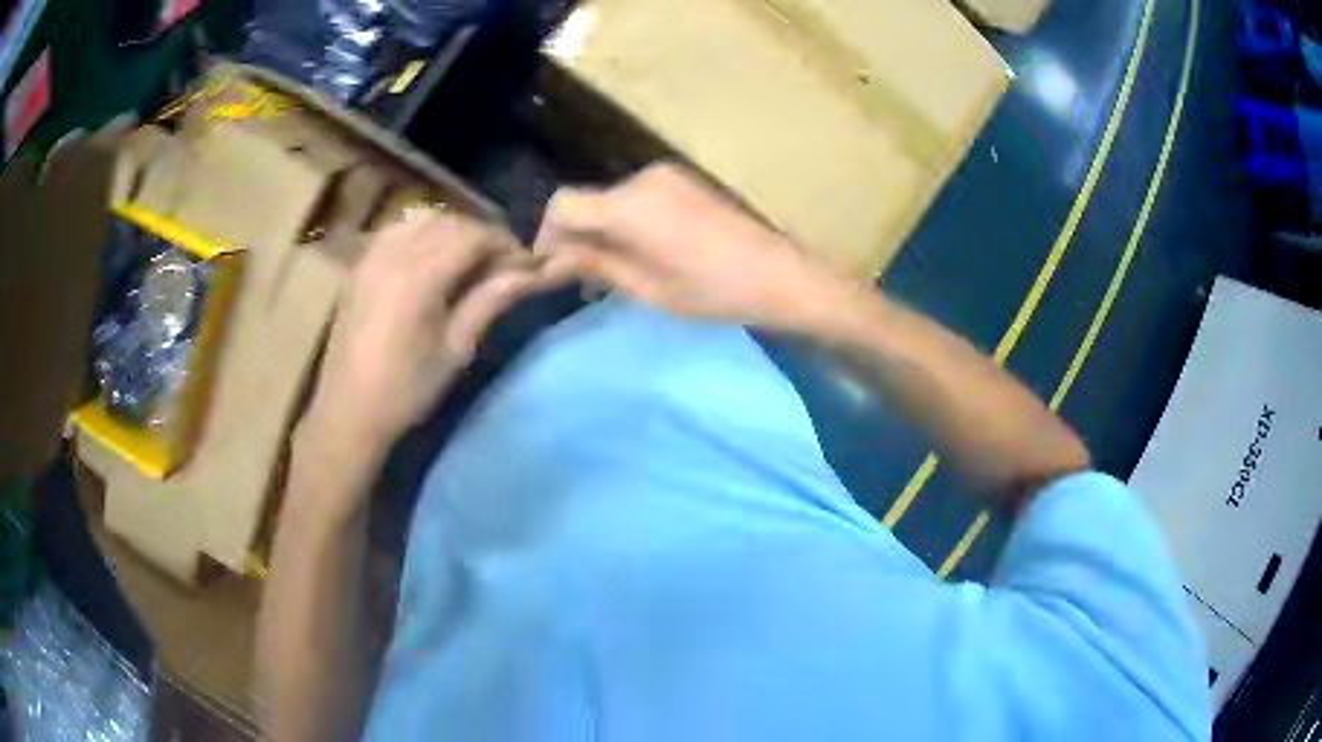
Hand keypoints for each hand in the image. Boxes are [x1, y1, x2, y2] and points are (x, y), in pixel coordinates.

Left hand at [300, 213, 543, 469]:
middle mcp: (394, 255)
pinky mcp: (360, 265)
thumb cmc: (406, 390)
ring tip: (468, 259)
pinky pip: (397, 230)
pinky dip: (422, 233)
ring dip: (452, 230)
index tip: (526, 265)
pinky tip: (431, 257)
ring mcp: (372, 256)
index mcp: (419, 277)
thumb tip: (528, 274)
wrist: (348, 411)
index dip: (505, 244)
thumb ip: (489, 301)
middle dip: (481, 235)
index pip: (473, 236)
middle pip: (449, 222)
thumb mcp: (455, 350)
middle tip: (502, 264)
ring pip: (422, 220)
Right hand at [533, 163, 859, 331]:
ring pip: (611, 200)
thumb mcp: (647, 288)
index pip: (563, 205)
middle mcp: (642, 179)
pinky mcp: (683, 182)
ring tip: (612, 273)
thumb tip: (553, 259)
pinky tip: (640, 253)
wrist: (780, 276)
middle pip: (587, 201)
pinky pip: (637, 199)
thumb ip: (596, 265)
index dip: (547, 235)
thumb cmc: (714, 292)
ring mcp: (666, 177)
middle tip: (580, 280)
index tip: (550, 269)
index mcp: (629, 205)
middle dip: (575, 237)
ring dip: (602, 231)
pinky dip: (626, 223)